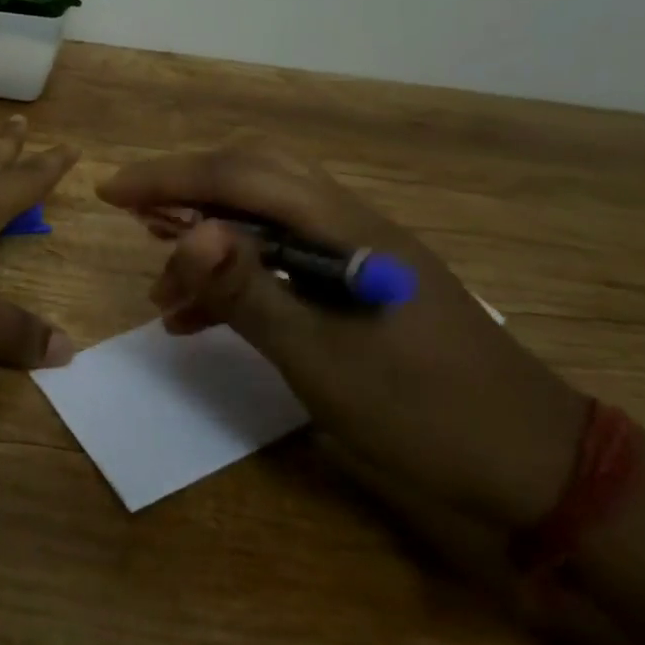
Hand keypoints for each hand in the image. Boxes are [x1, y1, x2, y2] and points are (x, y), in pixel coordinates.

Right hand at [97, 147, 587, 527]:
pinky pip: (281, 262)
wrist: (534, 467)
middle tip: (135, 220)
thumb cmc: (427, 414)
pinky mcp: (358, 287)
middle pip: (253, 179)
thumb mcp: (323, 360)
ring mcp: (356, 255)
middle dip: (186, 192)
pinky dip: (236, 279)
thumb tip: (188, 230)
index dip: (169, 177)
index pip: (241, 177)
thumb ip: (250, 292)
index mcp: (345, 229)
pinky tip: (199, 319)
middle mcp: (350, 225)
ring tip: (161, 288)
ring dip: (208, 241)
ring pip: (265, 220)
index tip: (110, 193)